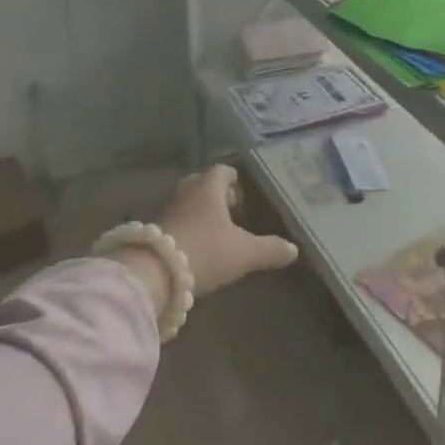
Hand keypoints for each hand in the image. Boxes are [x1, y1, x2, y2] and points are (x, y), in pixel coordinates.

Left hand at [155, 164, 298, 298]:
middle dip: (214, 193)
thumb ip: (270, 249)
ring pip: (185, 201)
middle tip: (229, 209)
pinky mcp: (150, 229)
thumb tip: (294, 249)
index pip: (222, 171)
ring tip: (212, 229)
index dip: (233, 180)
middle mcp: (185, 191)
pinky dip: (183, 226)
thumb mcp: (244, 254)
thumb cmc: (204, 252)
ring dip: (197, 210)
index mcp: (208, 188)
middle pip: (201, 183)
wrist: (151, 273)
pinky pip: (172, 219)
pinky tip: (192, 245)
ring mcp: (164, 209)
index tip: (241, 193)